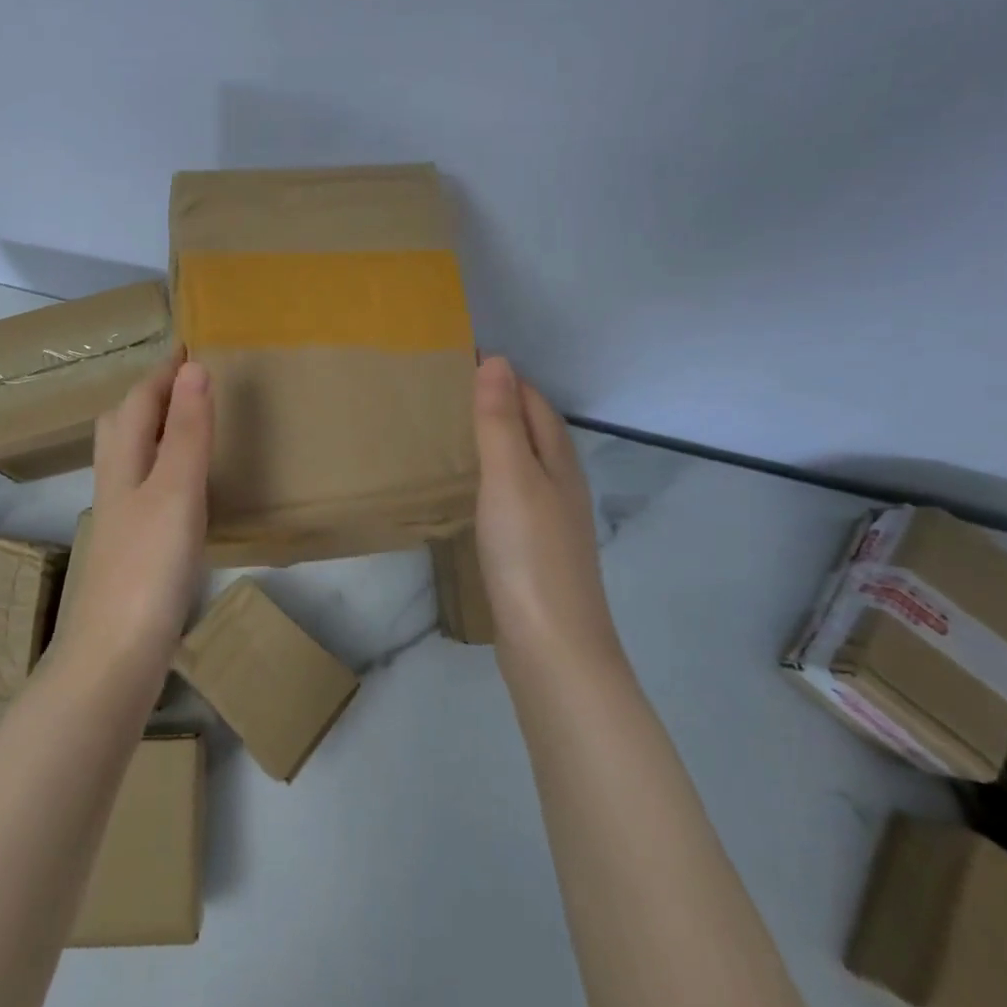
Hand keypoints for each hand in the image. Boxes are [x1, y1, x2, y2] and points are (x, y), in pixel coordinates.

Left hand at [57, 353, 213, 673]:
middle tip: (183, 380)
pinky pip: (144, 487)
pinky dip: (161, 467)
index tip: (188, 346)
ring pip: (130, 457)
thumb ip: (188, 431)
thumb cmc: (148, 566)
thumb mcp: (176, 490)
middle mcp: (115, 483)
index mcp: (125, 463)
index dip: (162, 372)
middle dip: (149, 395)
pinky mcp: (131, 549)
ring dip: (153, 430)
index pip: (139, 401)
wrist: (115, 656)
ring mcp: (120, 519)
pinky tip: (180, 487)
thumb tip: (193, 367)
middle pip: (123, 425)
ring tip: (184, 423)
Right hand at [472, 356, 620, 658]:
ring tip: (449, 430)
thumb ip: (500, 420)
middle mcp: (561, 483)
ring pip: (523, 462)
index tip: (456, 359)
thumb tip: (495, 359)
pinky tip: (469, 489)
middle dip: (499, 403)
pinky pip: (512, 493)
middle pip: (533, 429)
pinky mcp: (534, 549)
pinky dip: (491, 475)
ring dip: (495, 439)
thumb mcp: (510, 477)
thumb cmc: (529, 553)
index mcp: (559, 460)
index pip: (533, 400)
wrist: (552, 647)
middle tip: (444, 390)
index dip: (503, 377)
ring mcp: (550, 519)